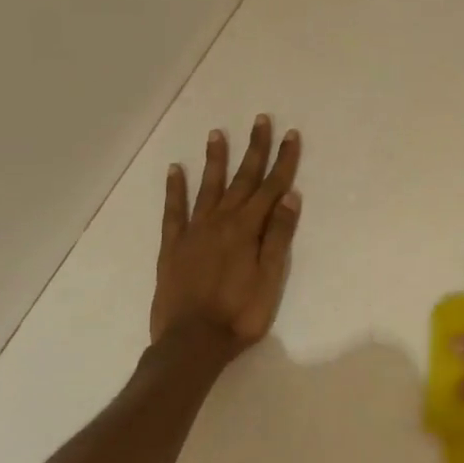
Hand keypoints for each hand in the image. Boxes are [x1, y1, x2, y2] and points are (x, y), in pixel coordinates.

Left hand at [150, 115, 301, 351]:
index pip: (271, 187)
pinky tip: (175, 170)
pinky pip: (173, 210)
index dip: (283, 160)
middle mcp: (221, 221)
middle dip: (254, 148)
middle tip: (260, 120)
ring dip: (216, 160)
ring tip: (217, 133)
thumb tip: (289, 196)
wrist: (192, 342)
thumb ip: (278, 236)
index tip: (290, 135)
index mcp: (248, 229)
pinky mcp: (172, 246)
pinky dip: (174, 189)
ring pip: (208, 187)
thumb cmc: (240, 314)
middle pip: (243, 179)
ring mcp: (194, 231)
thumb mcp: (271, 278)